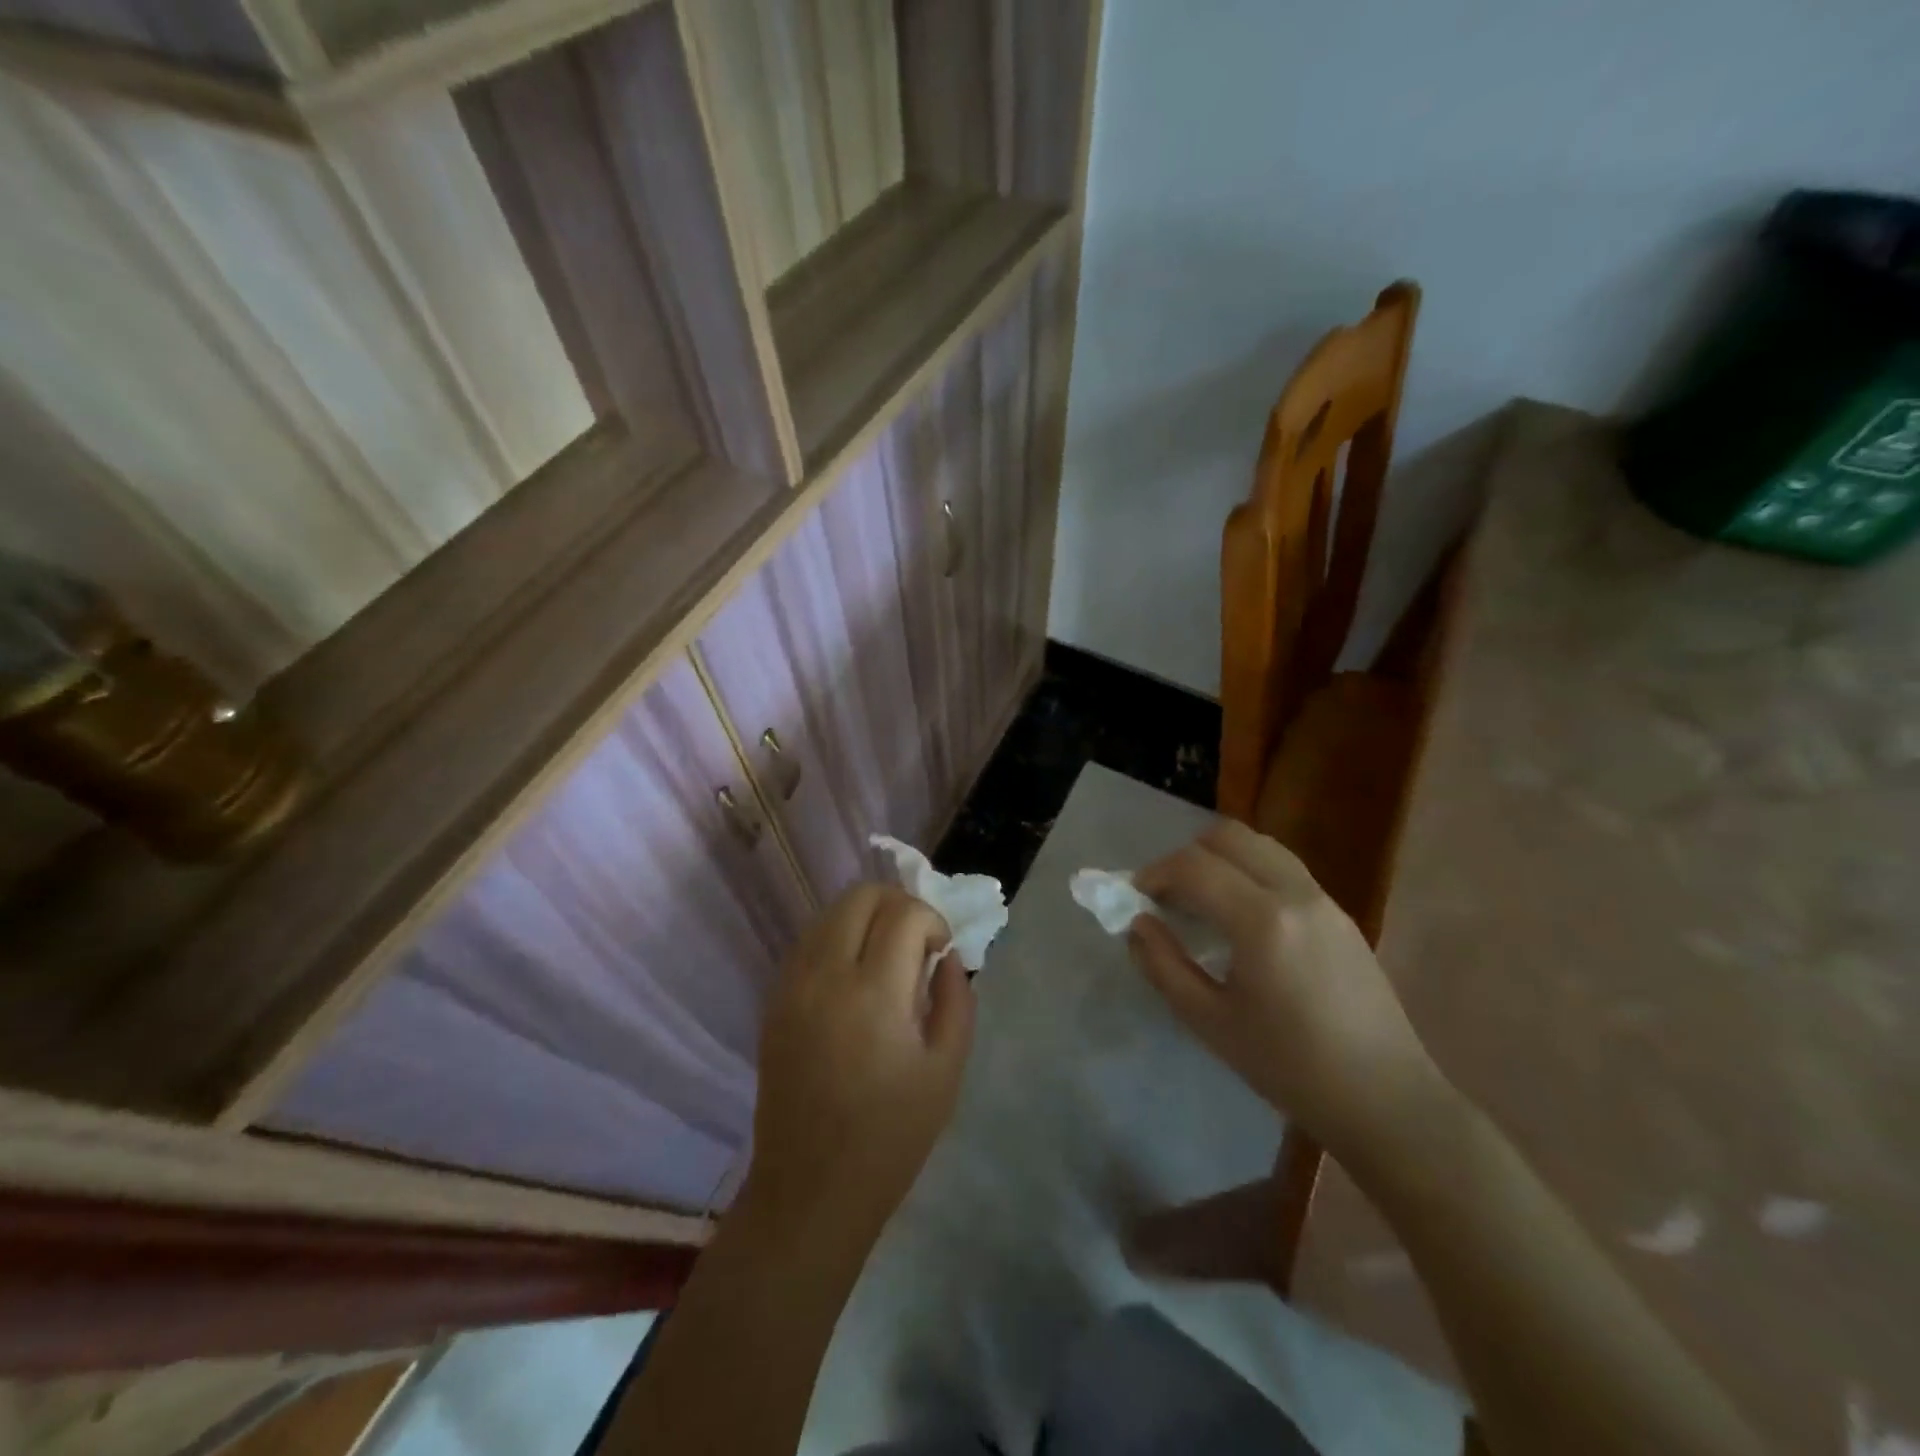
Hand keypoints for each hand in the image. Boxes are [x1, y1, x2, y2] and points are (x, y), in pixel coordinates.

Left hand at [742, 884, 975, 1237]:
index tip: (939, 952)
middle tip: (915, 943)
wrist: (810, 1188)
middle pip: (860, 895)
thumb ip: (955, 999)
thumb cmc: (891, 1136)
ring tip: (885, 958)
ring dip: (865, 919)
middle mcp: (825, 975)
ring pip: (830, 912)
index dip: (932, 920)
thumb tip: (946, 956)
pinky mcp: (774, 999)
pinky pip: (808, 942)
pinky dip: (837, 939)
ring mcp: (792, 985)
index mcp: (874, 994)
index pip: (904, 913)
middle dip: (898, 904)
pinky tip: (853, 977)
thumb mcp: (946, 1070)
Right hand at [1129, 820, 1441, 1158]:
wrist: (1384, 1099)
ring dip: (1221, 859)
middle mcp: (1295, 893)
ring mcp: (1324, 899)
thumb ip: (1163, 965)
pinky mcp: (1340, 913)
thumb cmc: (1289, 1067)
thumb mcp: (1209, 1022)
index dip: (1155, 873)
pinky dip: (1249, 872)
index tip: (1136, 897)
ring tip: (1202, 902)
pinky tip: (1241, 918)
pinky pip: (1283, 868)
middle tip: (1168, 896)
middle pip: (1228, 836)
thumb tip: (1137, 924)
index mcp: (1261, 921)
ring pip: (1260, 845)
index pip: (1194, 866)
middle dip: (1187, 856)